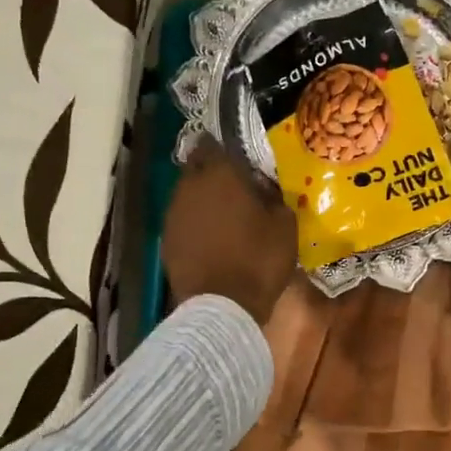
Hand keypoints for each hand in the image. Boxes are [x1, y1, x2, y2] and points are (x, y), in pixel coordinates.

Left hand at [163, 139, 296, 326]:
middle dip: (211, 174)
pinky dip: (194, 226)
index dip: (225, 149)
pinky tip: (210, 240)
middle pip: (196, 168)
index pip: (213, 144)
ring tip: (223, 216)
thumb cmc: (258, 260)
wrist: (222, 307)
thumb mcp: (285, 226)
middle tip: (233, 188)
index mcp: (220, 175)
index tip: (239, 161)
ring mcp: (173, 215)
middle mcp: (190, 187)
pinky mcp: (166, 241)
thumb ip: (274, 198)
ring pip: (186, 196)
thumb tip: (265, 190)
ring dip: (202, 201)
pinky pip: (182, 222)